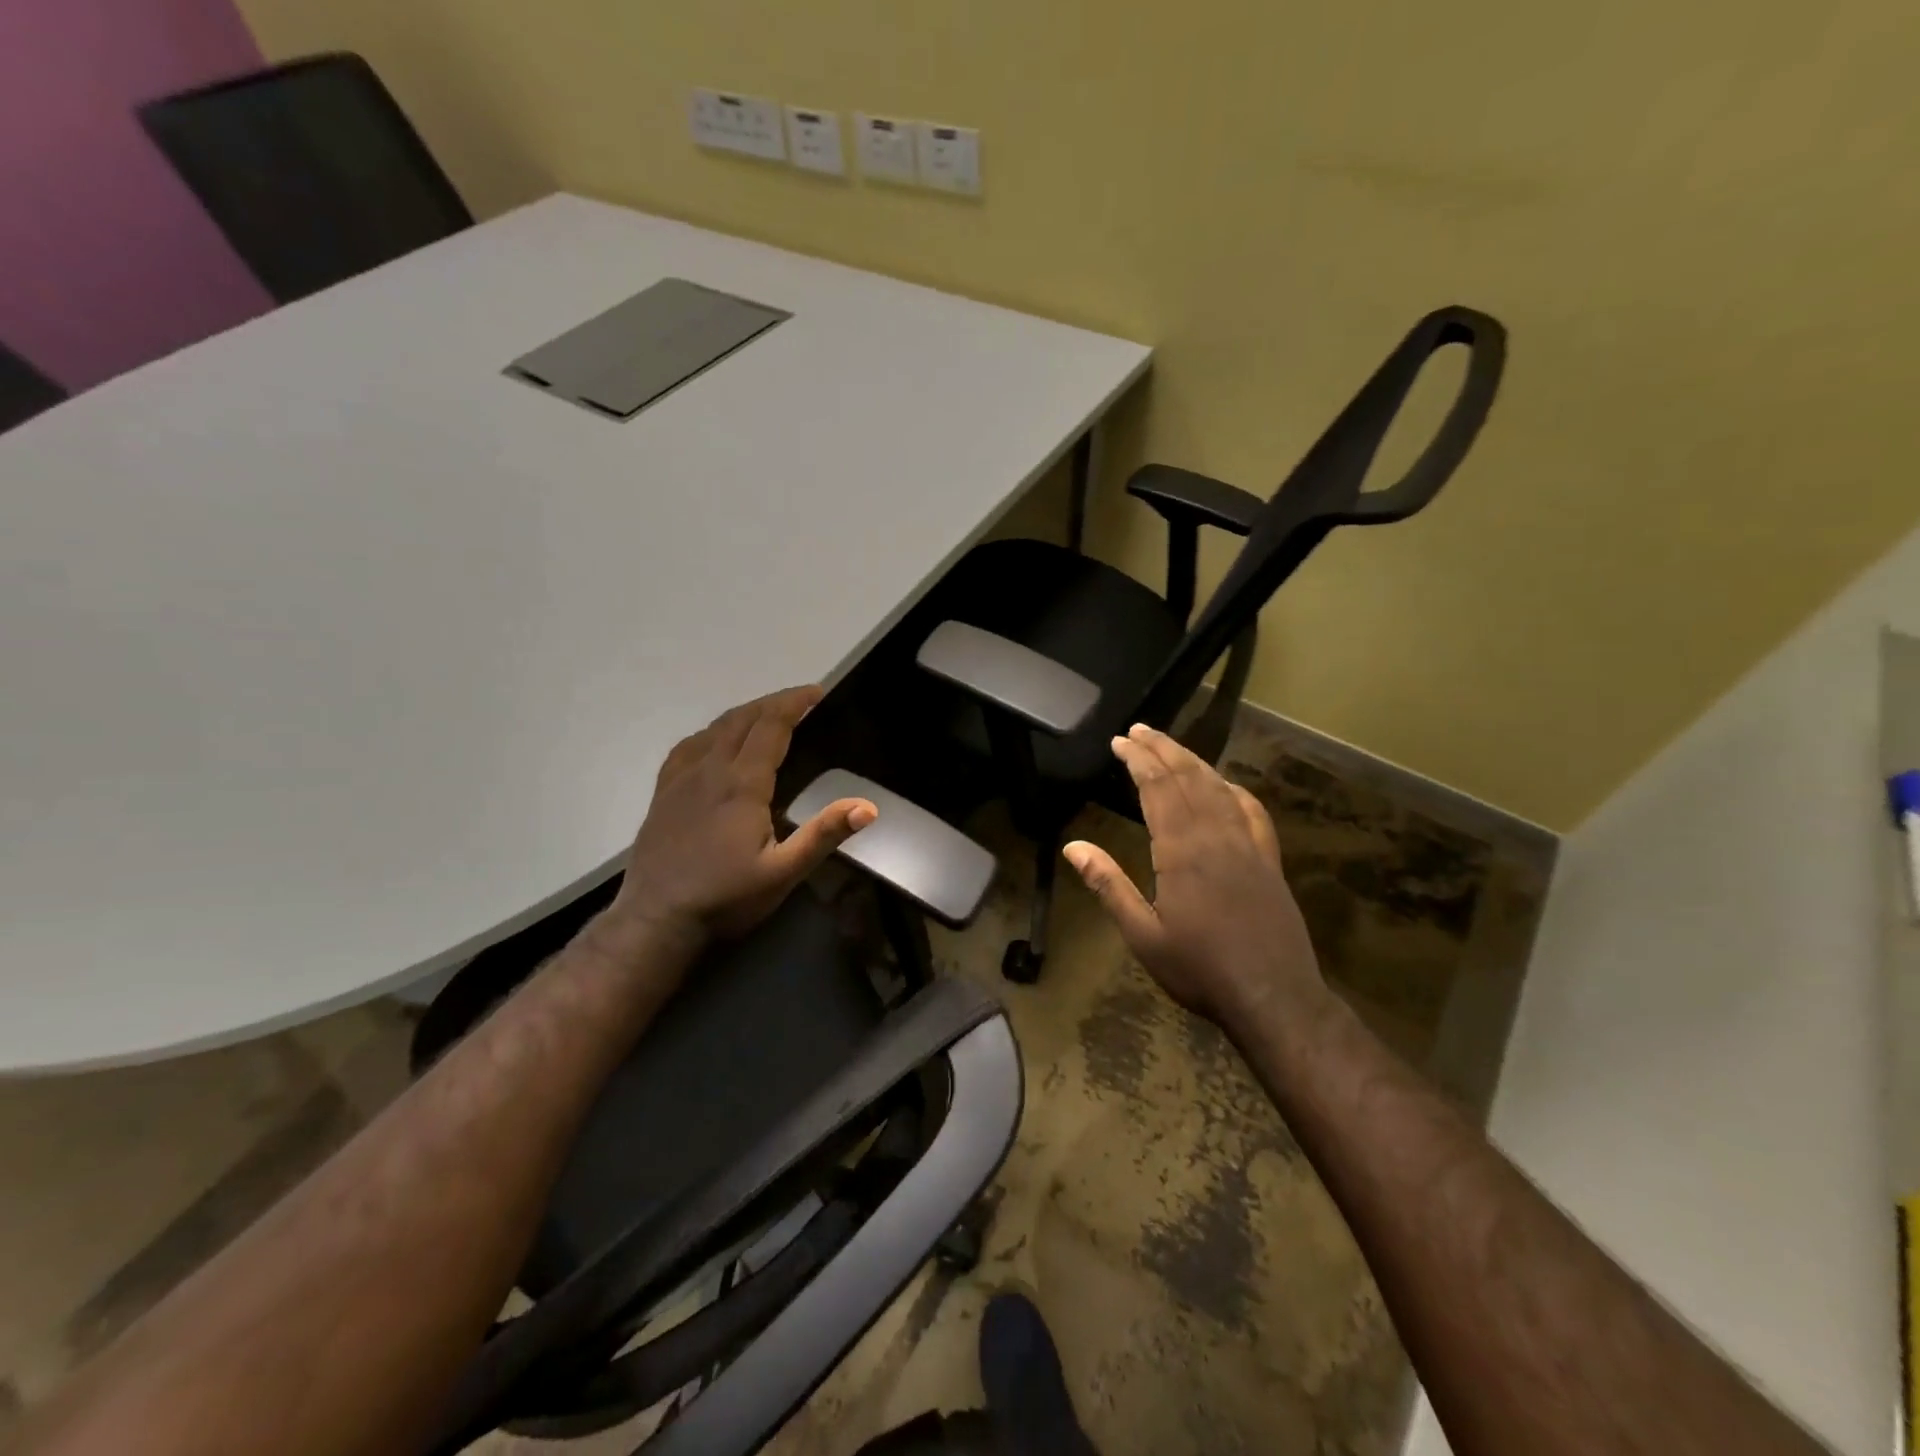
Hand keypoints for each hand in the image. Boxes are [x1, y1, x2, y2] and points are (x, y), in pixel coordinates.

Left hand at [608, 685, 876, 950]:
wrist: (655, 920)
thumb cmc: (725, 898)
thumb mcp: (783, 873)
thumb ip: (823, 835)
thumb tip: (868, 807)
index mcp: (742, 784)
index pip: (771, 726)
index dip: (794, 703)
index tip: (818, 692)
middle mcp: (710, 769)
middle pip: (743, 719)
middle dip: (774, 702)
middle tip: (802, 699)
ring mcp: (681, 778)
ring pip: (715, 728)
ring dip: (745, 712)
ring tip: (768, 714)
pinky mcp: (664, 792)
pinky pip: (689, 745)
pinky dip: (713, 731)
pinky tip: (717, 740)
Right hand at [1062, 724, 1324, 1028]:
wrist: (1274, 997)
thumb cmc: (1200, 969)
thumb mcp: (1143, 935)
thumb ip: (1108, 886)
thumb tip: (1073, 846)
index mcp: (1182, 850)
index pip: (1158, 787)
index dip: (1138, 759)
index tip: (1120, 741)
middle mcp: (1216, 836)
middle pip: (1188, 777)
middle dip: (1162, 749)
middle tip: (1139, 730)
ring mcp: (1248, 845)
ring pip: (1219, 787)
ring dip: (1193, 760)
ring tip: (1170, 745)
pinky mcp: (1269, 860)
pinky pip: (1252, 811)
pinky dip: (1233, 789)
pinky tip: (1224, 784)